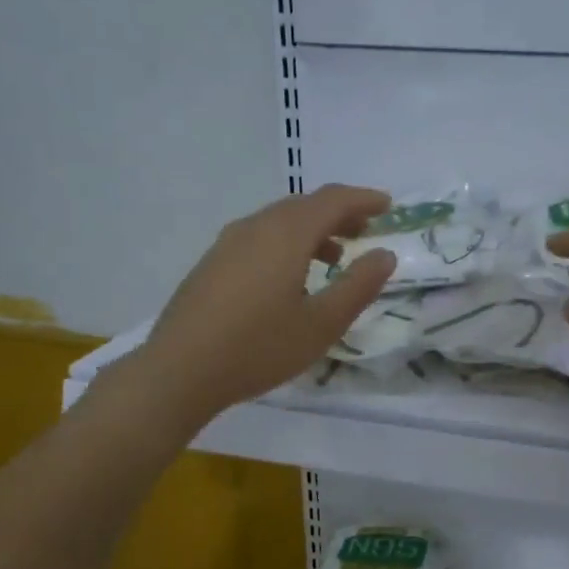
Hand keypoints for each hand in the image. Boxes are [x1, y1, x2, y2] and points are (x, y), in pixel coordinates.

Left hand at [135, 185, 396, 421]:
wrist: (180, 370)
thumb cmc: (260, 347)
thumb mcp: (322, 324)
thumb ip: (358, 286)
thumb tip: (383, 254)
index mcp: (286, 234)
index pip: (332, 200)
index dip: (363, 199)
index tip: (388, 206)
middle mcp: (255, 227)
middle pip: (304, 206)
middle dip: (338, 214)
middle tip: (364, 230)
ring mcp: (227, 243)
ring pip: (278, 222)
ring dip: (312, 231)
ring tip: (333, 259)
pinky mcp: (211, 264)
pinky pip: (259, 239)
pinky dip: (286, 245)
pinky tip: (289, 279)